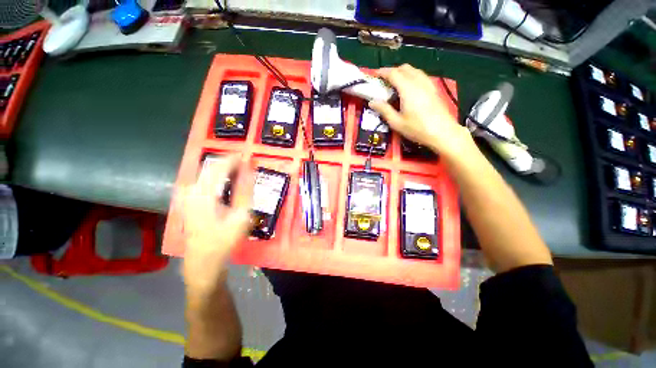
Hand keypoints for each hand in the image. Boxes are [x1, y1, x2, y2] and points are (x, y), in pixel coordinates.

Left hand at [181, 155, 252, 302]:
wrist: (203, 260)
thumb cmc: (224, 240)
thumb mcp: (240, 216)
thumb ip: (245, 190)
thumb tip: (249, 170)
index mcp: (203, 194)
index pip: (218, 167)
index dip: (233, 159)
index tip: (247, 157)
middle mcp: (191, 191)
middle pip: (209, 167)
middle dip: (228, 162)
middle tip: (245, 165)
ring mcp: (187, 196)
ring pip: (205, 172)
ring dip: (222, 169)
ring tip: (238, 172)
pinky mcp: (187, 200)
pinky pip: (202, 180)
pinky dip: (215, 177)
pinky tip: (225, 183)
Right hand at [369, 64, 474, 158]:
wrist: (442, 132)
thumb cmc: (417, 128)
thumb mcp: (396, 122)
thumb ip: (384, 110)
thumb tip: (372, 102)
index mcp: (407, 89)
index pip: (394, 73)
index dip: (383, 72)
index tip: (375, 75)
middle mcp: (418, 82)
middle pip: (404, 68)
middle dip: (392, 71)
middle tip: (384, 82)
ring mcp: (428, 84)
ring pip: (414, 70)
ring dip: (402, 73)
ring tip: (395, 84)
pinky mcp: (433, 88)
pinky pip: (420, 76)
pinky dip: (411, 76)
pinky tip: (409, 88)